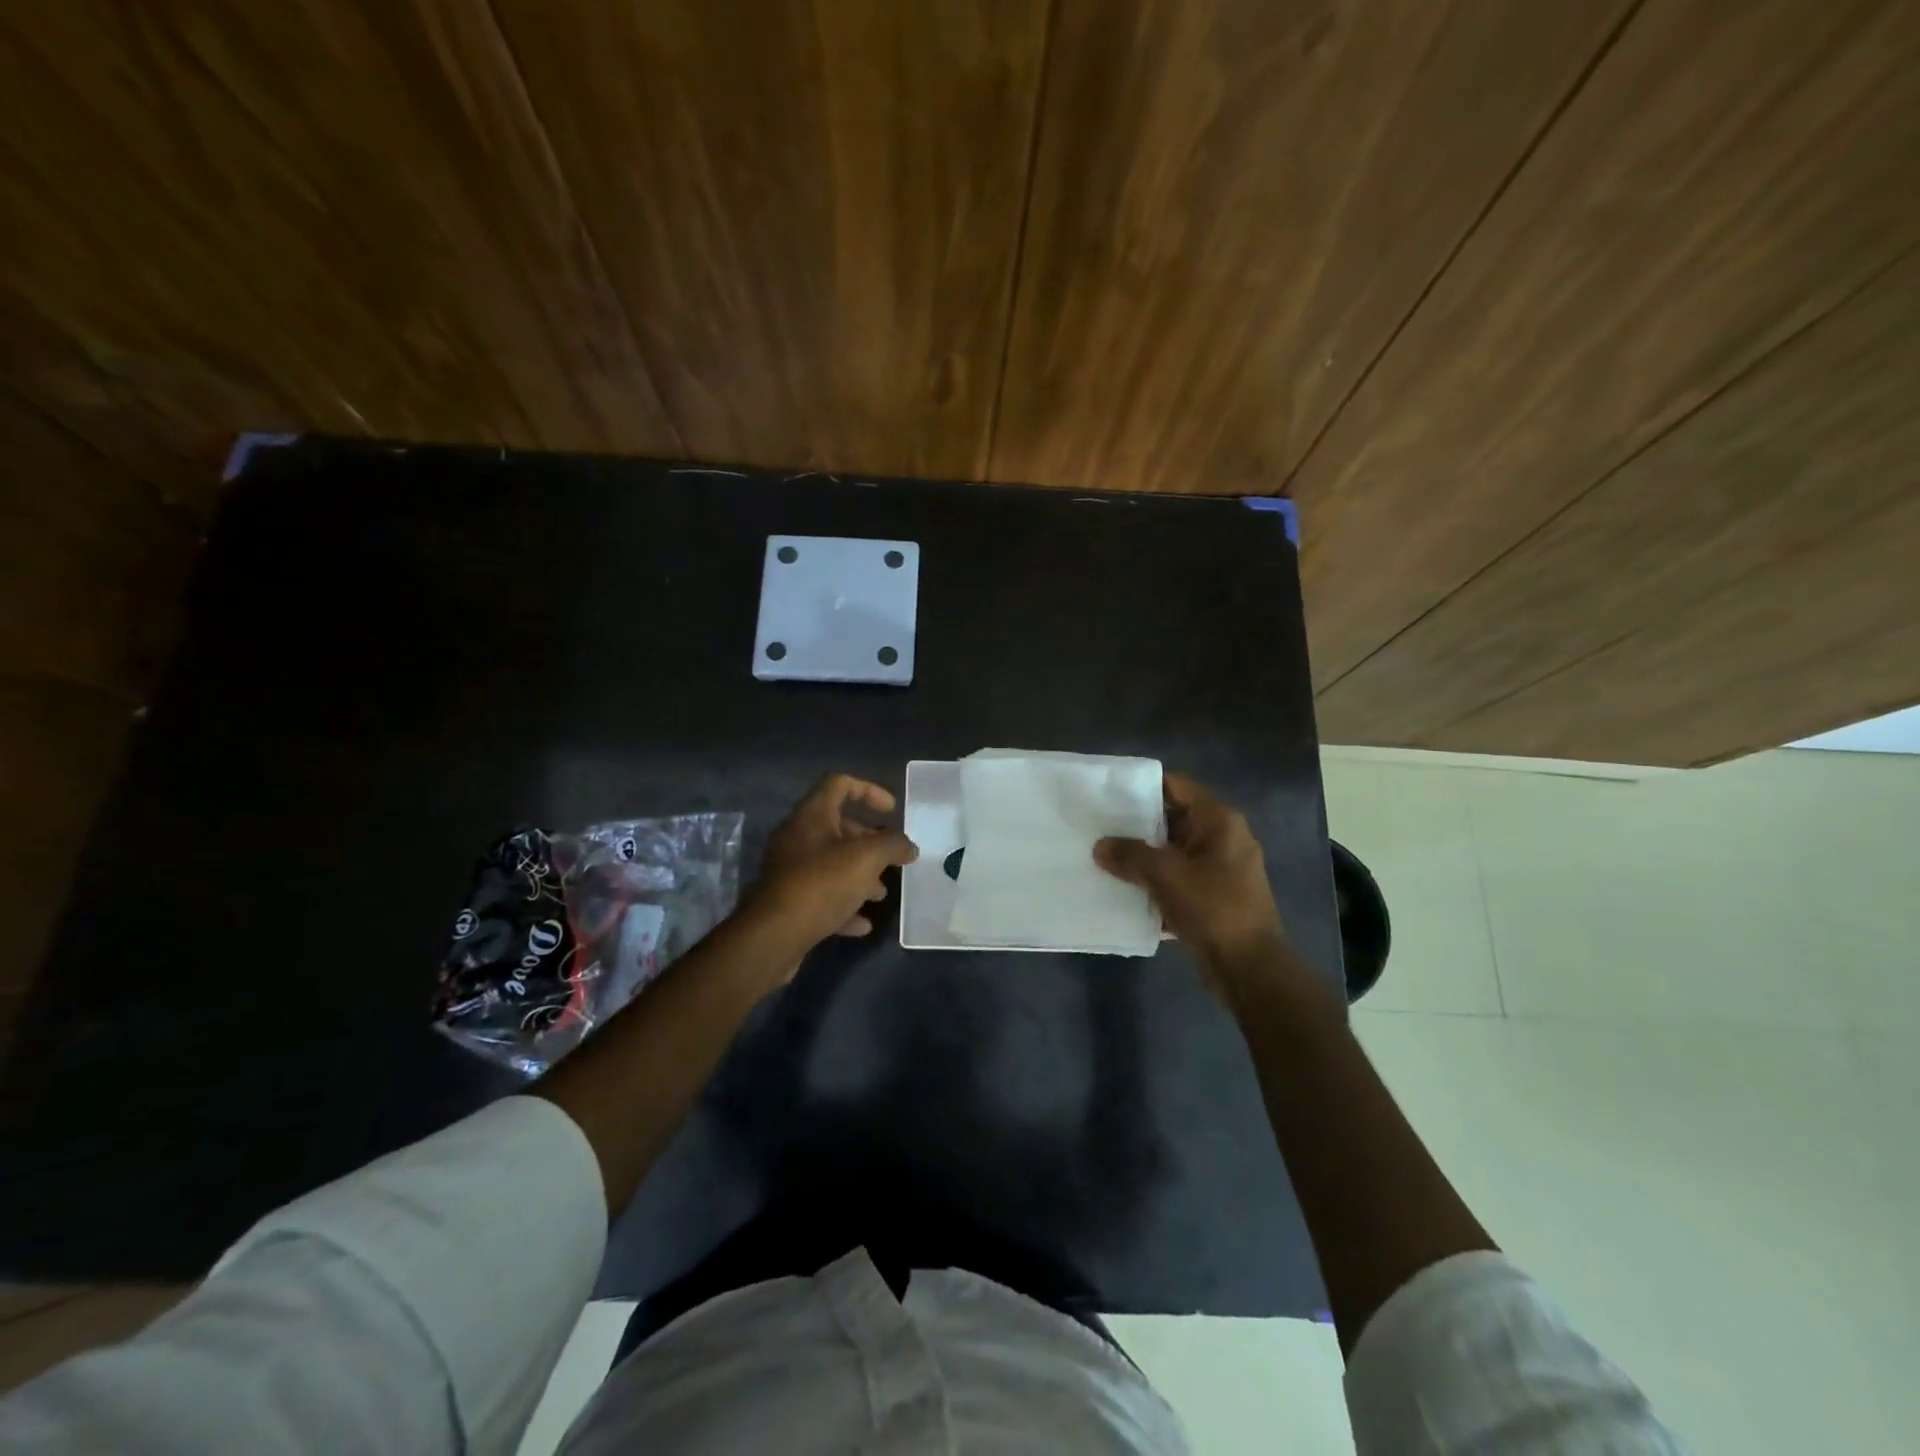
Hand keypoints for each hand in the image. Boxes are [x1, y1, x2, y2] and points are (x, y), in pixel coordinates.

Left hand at [741, 775, 918, 959]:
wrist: (772, 935)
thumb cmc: (822, 883)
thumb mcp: (867, 858)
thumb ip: (893, 845)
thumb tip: (908, 847)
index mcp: (812, 815)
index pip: (840, 784)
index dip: (869, 790)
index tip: (892, 811)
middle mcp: (796, 837)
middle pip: (837, 827)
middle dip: (868, 842)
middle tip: (891, 858)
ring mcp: (789, 871)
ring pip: (830, 864)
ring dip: (859, 875)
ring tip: (880, 894)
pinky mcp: (787, 902)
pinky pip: (821, 895)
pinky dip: (843, 904)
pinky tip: (862, 924)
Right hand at [1093, 772, 1288, 979]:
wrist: (1250, 969)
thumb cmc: (1214, 908)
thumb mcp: (1166, 875)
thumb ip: (1130, 855)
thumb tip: (1100, 846)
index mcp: (1219, 821)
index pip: (1177, 786)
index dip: (1144, 786)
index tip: (1110, 792)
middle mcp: (1223, 839)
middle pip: (1173, 819)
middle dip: (1138, 825)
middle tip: (1100, 826)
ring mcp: (1220, 870)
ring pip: (1173, 853)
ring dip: (1144, 857)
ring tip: (1105, 857)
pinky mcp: (1214, 898)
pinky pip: (1178, 880)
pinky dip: (1155, 883)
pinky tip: (1124, 890)